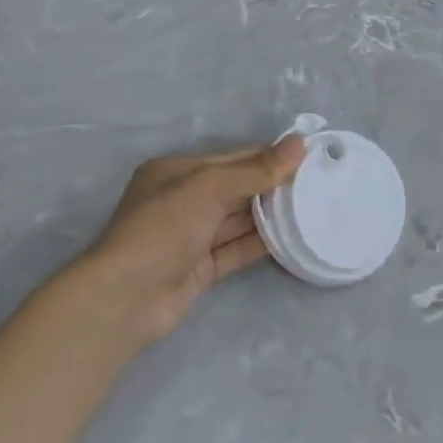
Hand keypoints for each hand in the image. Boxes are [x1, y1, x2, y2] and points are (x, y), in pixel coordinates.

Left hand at [70, 138, 304, 350]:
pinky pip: (237, 249)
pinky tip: (293, 237)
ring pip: (239, 220)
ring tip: (313, 207)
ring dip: (271, 215)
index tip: (309, 156)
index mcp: (177, 172)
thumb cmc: (163, 228)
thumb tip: (299, 143)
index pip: (233, 158)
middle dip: (273, 185)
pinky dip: (262, 243)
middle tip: (318, 183)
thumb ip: (256, 169)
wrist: (125, 298)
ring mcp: (191, 237)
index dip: (269, 156)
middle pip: (238, 188)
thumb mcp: (209, 187)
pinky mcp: (200, 268)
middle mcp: (183, 201)